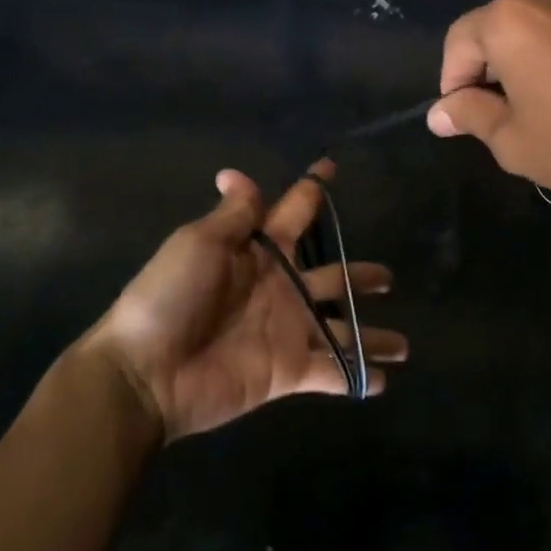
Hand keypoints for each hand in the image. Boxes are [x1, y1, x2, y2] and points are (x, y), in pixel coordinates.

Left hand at [71, 161, 405, 442]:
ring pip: (341, 328)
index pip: (293, 214)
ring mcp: (287, 332)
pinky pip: (331, 372)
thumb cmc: (170, 298)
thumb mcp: (198, 244)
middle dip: (359, 276)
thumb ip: (233, 216)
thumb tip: (236, 173)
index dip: (312, 192)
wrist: (146, 372)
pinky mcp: (289, 371)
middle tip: (388, 276)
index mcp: (259, 253)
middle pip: (331, 277)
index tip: (331, 169)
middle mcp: (280, 289)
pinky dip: (356, 377)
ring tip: (404, 345)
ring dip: (370, 334)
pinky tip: (382, 381)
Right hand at [428, 0, 550, 213]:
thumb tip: (440, 113)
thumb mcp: (515, 144)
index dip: (452, 81)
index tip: (463, 117)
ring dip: (542, 60)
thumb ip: (470, 117)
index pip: (460, 40)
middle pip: (507, 28)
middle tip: (510, 117)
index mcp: (513, 21)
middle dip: (497, 69)